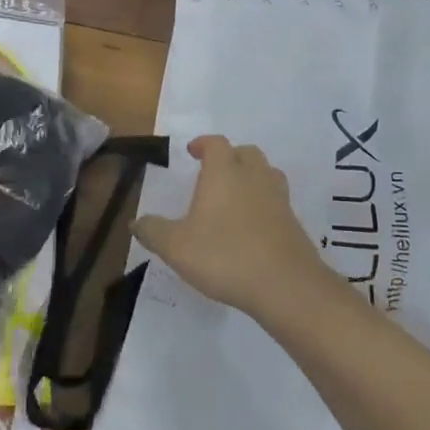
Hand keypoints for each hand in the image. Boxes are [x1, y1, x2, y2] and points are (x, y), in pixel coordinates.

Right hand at [135, 136, 334, 324]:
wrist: (286, 285)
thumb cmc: (225, 256)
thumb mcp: (176, 247)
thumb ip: (153, 231)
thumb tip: (135, 222)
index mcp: (224, 172)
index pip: (215, 144)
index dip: (203, 144)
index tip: (192, 151)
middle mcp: (254, 177)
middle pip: (246, 153)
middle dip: (230, 157)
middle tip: (214, 173)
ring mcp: (278, 199)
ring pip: (267, 174)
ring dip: (251, 177)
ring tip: (236, 196)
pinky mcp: (294, 223)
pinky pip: (277, 201)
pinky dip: (265, 204)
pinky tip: (253, 227)